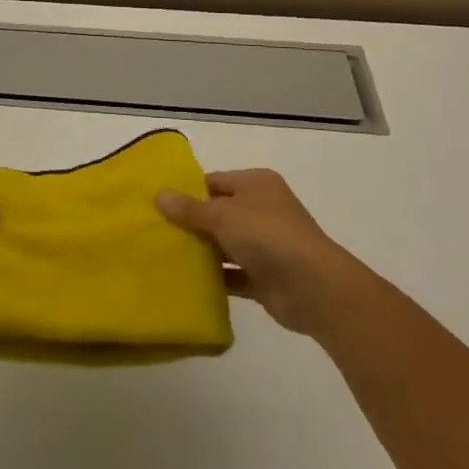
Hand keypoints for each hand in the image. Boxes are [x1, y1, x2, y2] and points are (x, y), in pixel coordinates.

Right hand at [156, 169, 362, 338]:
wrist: (314, 287)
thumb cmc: (267, 235)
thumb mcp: (222, 215)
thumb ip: (190, 209)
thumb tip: (159, 195)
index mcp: (256, 184)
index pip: (215, 181)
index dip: (188, 191)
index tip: (158, 205)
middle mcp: (262, 209)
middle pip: (219, 213)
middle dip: (191, 223)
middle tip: (155, 232)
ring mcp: (265, 245)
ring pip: (225, 245)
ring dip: (202, 252)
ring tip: (164, 257)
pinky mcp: (265, 277)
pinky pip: (233, 274)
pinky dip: (215, 278)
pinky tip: (186, 283)